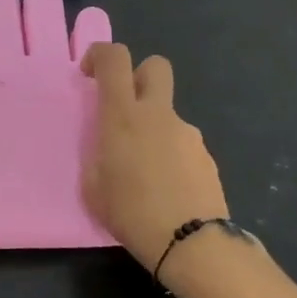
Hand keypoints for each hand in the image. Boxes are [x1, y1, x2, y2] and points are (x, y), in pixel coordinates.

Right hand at [81, 43, 229, 276]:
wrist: (191, 242)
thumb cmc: (131, 213)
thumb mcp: (94, 186)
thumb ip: (99, 154)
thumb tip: (109, 145)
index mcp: (123, 116)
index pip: (115, 59)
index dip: (100, 55)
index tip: (89, 75)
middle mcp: (158, 115)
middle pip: (155, 66)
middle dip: (138, 76)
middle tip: (125, 107)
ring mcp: (188, 133)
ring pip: (167, 114)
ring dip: (154, 129)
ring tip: (144, 173)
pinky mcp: (206, 156)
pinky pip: (182, 144)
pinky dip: (171, 156)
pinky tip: (167, 189)